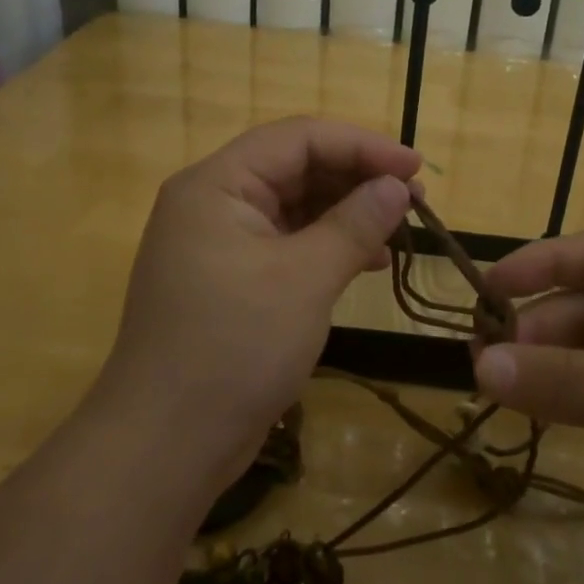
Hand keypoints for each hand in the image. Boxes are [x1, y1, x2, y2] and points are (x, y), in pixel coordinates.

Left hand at [99, 117, 419, 491]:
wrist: (167, 444)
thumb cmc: (234, 348)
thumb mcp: (304, 279)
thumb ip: (355, 224)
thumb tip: (396, 187)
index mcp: (217, 185)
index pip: (298, 138)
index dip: (362, 145)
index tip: (415, 167)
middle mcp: (213, 203)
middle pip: (295, 168)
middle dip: (356, 178)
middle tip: (413, 199)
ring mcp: (219, 244)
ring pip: (294, 207)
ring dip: (347, 213)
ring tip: (399, 230)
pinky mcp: (231, 281)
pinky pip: (286, 245)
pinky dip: (327, 247)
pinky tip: (367, 263)